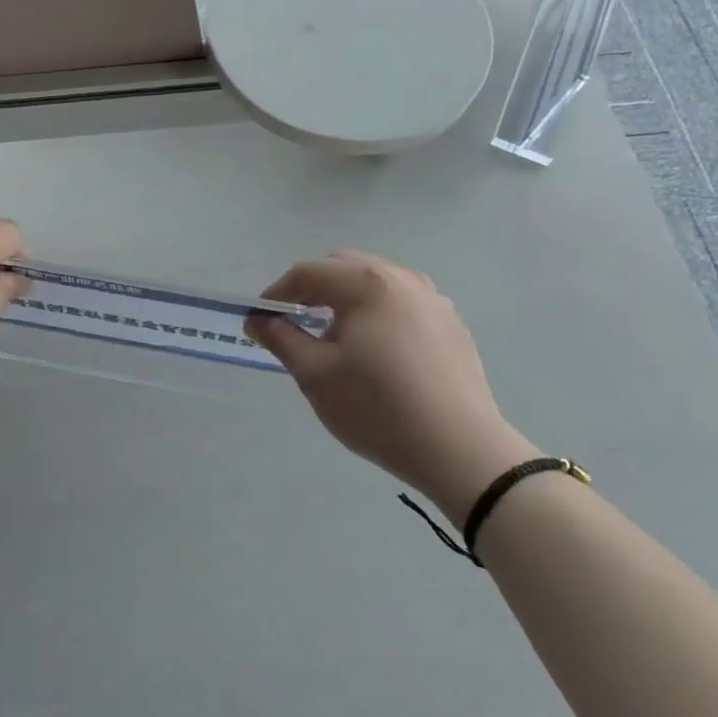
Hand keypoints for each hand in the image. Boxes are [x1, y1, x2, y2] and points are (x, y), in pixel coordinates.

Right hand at [246, 251, 540, 527]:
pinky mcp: (450, 322)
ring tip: (335, 335)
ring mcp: (431, 298)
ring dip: (346, 297)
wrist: (460, 450)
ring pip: (374, 280)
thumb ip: (281, 338)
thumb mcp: (316, 374)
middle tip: (296, 323)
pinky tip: (376, 349)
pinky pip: (401, 300)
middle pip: (342, 266)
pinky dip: (377, 310)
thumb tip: (257, 319)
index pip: (308, 273)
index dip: (277, 293)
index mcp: (366, 283)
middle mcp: (401, 278)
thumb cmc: (377, 408)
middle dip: (313, 289)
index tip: (262, 321)